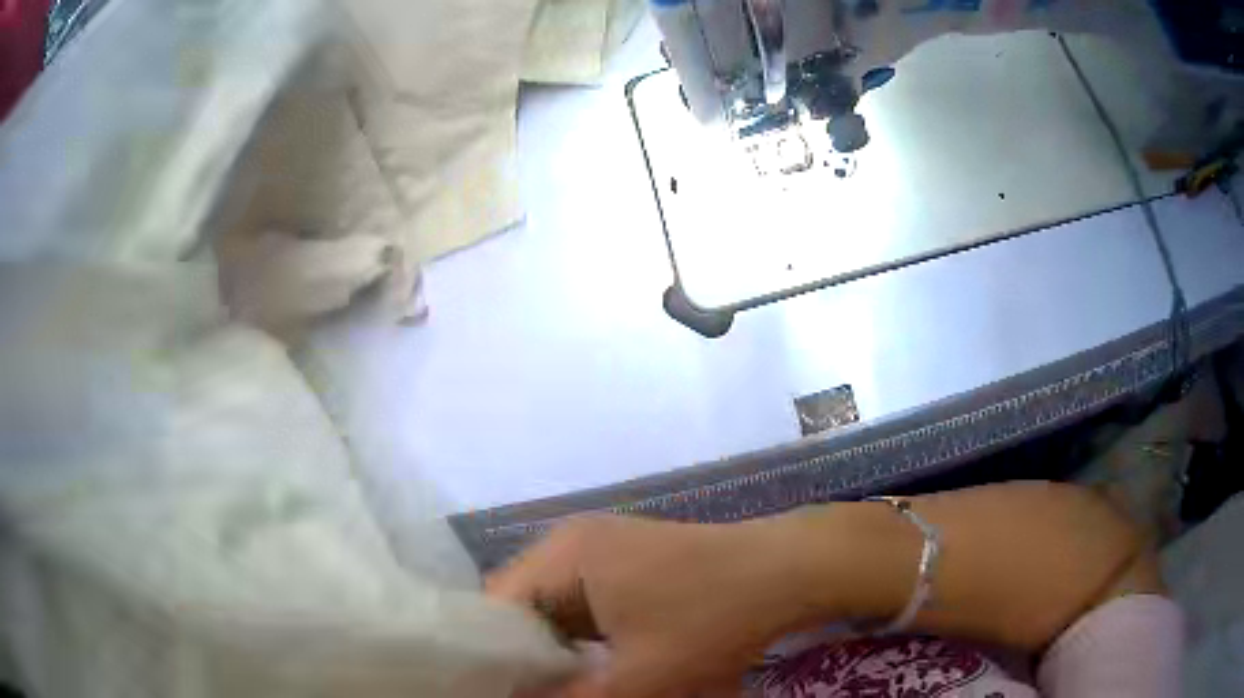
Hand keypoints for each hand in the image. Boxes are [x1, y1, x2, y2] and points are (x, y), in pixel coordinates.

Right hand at [486, 516, 801, 697]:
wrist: (789, 570)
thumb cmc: (712, 619)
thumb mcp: (639, 676)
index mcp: (563, 555)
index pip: (495, 608)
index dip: (491, 657)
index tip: (499, 693)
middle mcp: (572, 542)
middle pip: (524, 607)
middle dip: (529, 657)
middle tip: (535, 693)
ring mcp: (603, 547)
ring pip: (556, 608)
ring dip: (559, 649)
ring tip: (567, 685)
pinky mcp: (628, 559)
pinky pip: (585, 602)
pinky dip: (586, 636)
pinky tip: (602, 663)